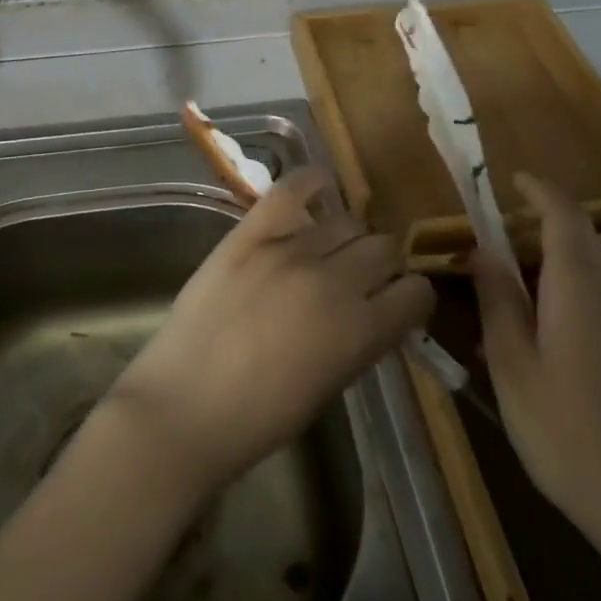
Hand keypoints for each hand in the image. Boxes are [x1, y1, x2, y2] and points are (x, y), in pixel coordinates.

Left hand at [109, 168, 433, 494]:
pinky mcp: (249, 233)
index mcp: (360, 331)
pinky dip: (312, 183)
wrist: (183, 407)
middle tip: (361, 278)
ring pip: (347, 220)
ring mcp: (289, 250)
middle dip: (383, 264)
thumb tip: (376, 309)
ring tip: (330, 250)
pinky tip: (319, 190)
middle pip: (385, 247)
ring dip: (349, 236)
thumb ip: (361, 339)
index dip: (411, 297)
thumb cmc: (260, 417)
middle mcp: (334, 281)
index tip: (398, 302)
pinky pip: (292, 189)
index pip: (416, 291)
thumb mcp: (331, 384)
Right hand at [472, 172, 600, 557]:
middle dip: (539, 235)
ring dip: (561, 270)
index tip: (511, 180)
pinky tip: (564, 344)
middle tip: (497, 260)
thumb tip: (483, 250)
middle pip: (580, 241)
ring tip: (523, 306)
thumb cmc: (573, 434)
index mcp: (580, 282)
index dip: (538, 190)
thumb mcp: (512, 368)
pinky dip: (583, 298)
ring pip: (599, 273)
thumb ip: (497, 301)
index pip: (563, 213)